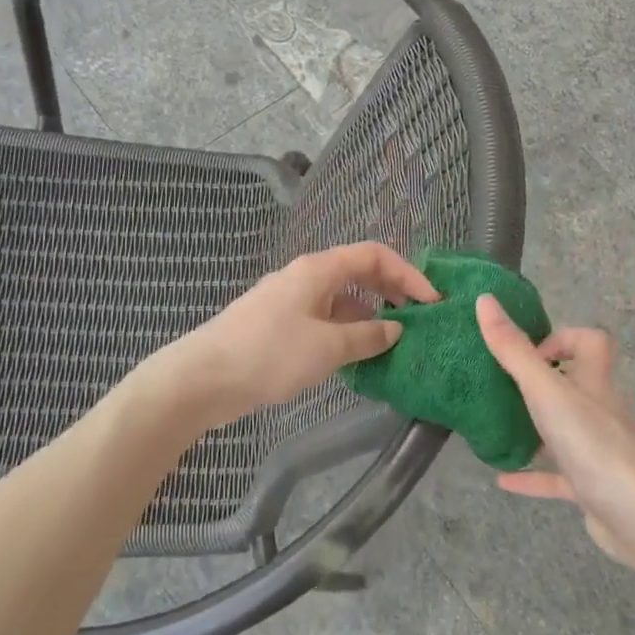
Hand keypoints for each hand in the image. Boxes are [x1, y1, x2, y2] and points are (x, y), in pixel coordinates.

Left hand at [169, 243, 437, 425]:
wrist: (203, 379)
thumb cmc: (269, 354)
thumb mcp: (328, 347)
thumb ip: (367, 336)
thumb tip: (395, 329)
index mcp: (318, 269)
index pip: (374, 254)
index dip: (408, 274)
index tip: (431, 303)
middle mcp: (305, 277)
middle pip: (359, 273)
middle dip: (392, 293)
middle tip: (418, 321)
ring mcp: (290, 301)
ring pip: (341, 300)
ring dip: (369, 317)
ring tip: (392, 344)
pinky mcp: (278, 327)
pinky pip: (323, 320)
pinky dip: (345, 332)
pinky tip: (355, 359)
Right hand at [475, 294, 634, 570]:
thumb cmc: (592, 443)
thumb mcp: (546, 391)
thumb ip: (514, 350)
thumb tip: (486, 300)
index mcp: (595, 382)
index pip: (591, 342)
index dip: (562, 339)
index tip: (529, 354)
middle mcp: (601, 411)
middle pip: (576, 385)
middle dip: (540, 384)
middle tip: (501, 389)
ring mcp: (600, 451)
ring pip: (565, 431)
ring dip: (535, 429)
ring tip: (498, 428)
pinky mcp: (593, 487)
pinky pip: (558, 476)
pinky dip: (532, 475)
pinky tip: (503, 479)